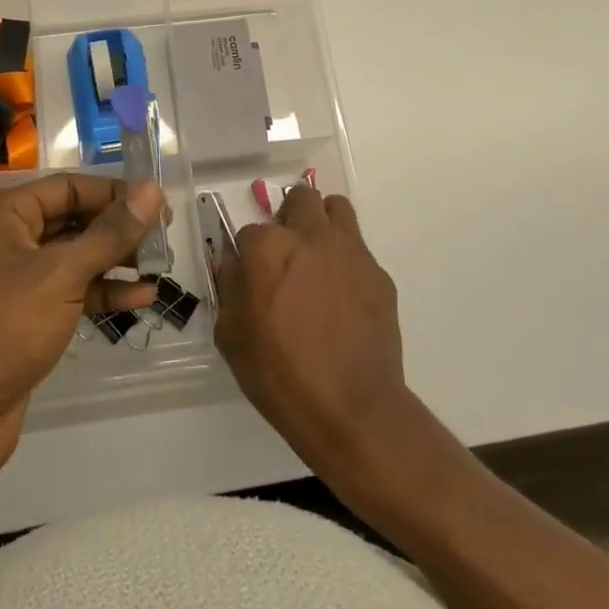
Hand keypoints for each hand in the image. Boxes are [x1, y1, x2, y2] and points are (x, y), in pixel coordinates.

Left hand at [0, 174, 161, 486]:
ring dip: (116, 261)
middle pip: (73, 219)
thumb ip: (110, 233)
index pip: (69, 187)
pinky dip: (102, 293)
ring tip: (162, 267)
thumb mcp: (61, 274)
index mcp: (1, 213)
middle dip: (119, 229)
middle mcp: (4, 237)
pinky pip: (70, 291)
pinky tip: (141, 298)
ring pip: (74, 257)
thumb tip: (152, 191)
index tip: (159, 205)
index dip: (115, 193)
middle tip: (165, 238)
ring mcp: (13, 279)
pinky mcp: (24, 316)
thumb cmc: (2, 328)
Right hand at [213, 186, 411, 475]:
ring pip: (336, 208)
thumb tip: (234, 266)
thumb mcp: (232, 337)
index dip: (249, 257)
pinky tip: (344, 299)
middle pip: (300, 199)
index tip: (252, 280)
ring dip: (323, 224)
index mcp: (268, 248)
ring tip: (319, 260)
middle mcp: (310, 236)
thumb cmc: (280, 375)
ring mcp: (349, 251)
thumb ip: (229, 289)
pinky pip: (359, 250)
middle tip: (287, 255)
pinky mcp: (378, 273)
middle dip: (290, 219)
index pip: (250, 232)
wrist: (352, 409)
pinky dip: (348, 263)